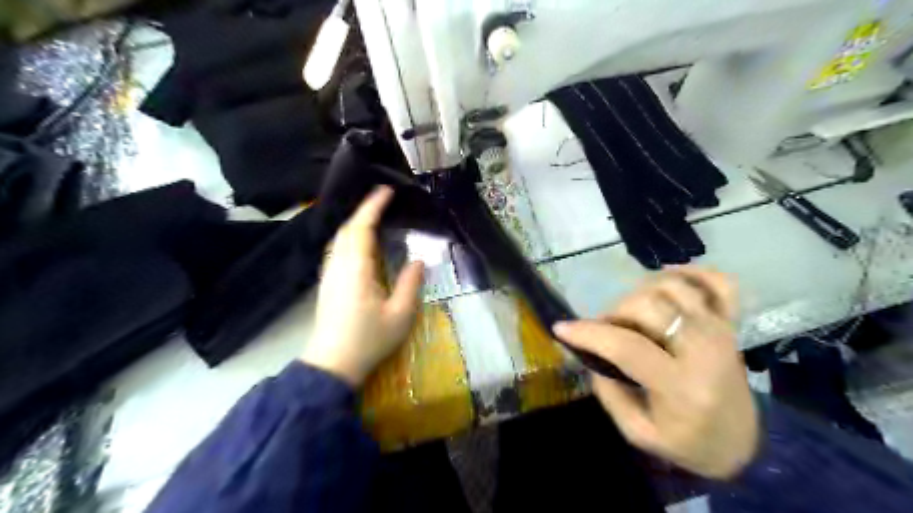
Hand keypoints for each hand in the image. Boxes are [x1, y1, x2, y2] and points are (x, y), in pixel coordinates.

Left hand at [302, 187, 426, 385]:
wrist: (332, 364)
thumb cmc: (368, 340)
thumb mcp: (400, 315)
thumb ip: (410, 285)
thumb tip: (419, 261)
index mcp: (357, 269)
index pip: (362, 228)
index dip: (373, 207)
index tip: (386, 190)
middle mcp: (339, 266)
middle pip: (347, 229)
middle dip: (363, 210)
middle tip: (383, 201)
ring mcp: (329, 275)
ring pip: (339, 239)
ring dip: (355, 223)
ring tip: (373, 217)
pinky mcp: (327, 284)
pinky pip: (336, 250)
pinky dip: (348, 237)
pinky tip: (358, 244)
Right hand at [557, 266, 755, 479]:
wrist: (742, 442)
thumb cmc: (688, 442)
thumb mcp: (638, 432)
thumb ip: (609, 393)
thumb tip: (590, 353)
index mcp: (682, 386)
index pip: (627, 346)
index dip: (588, 333)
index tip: (561, 328)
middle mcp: (704, 349)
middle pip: (649, 305)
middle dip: (614, 312)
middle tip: (605, 329)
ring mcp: (720, 330)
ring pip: (673, 285)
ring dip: (641, 292)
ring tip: (631, 313)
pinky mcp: (730, 321)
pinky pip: (717, 281)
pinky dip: (691, 272)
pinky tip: (667, 282)